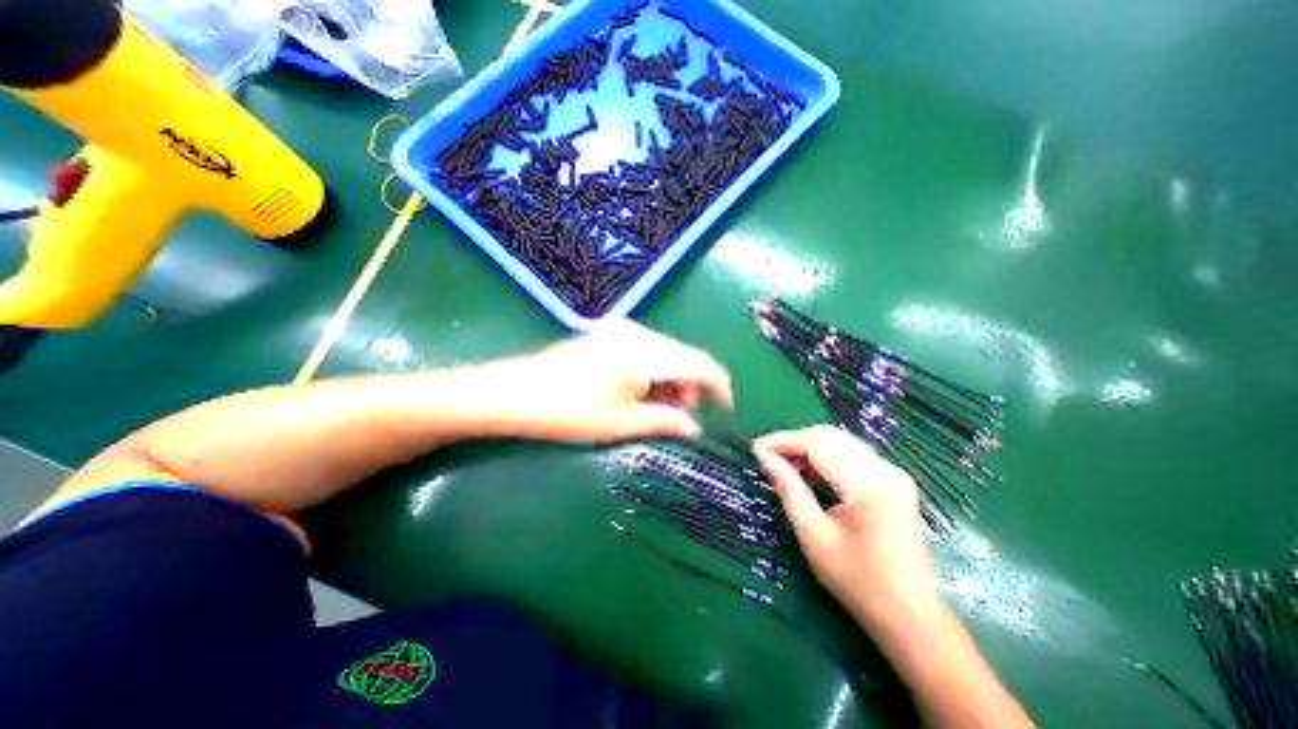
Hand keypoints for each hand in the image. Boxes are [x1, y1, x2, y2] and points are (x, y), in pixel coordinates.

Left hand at [487, 321, 728, 442]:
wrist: (513, 393)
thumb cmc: (569, 412)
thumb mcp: (623, 423)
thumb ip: (667, 422)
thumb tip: (695, 428)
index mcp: (646, 351)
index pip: (701, 364)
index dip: (719, 388)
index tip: (723, 412)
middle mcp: (638, 332)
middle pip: (683, 357)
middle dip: (689, 389)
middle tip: (679, 419)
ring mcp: (620, 330)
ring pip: (664, 355)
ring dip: (669, 382)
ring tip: (655, 410)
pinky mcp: (607, 334)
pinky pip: (644, 352)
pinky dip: (650, 374)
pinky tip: (637, 393)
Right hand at [750, 426, 945, 630]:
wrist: (912, 619)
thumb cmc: (858, 583)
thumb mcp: (813, 535)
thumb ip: (788, 488)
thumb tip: (763, 456)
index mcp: (869, 484)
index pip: (818, 443)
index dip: (783, 440)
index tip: (755, 448)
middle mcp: (886, 469)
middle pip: (830, 437)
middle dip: (794, 442)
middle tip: (767, 458)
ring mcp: (893, 473)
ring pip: (839, 442)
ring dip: (808, 448)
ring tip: (784, 466)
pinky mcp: (892, 480)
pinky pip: (850, 455)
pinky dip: (824, 458)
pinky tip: (809, 473)